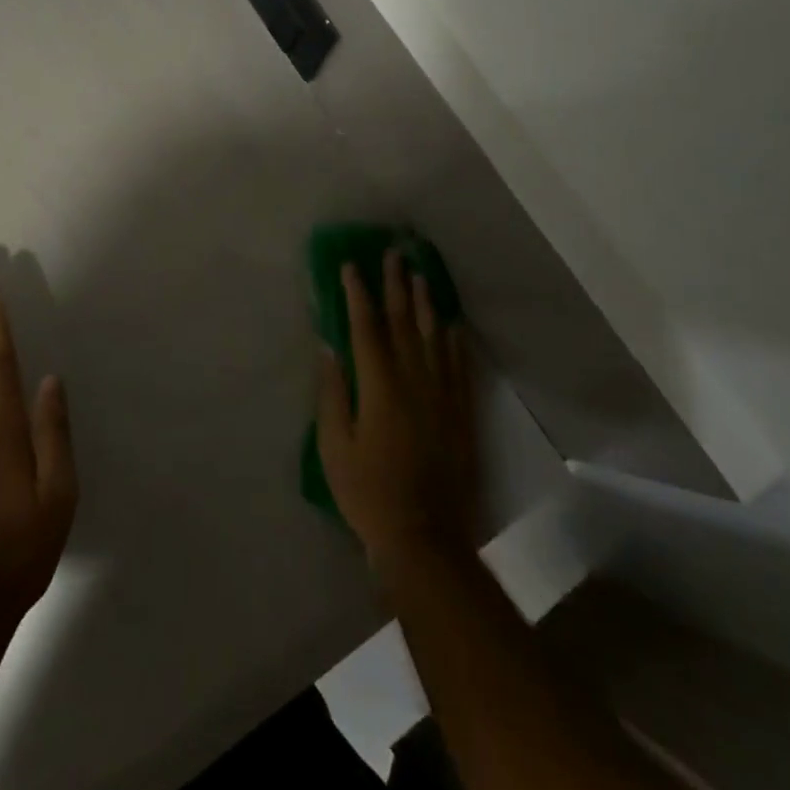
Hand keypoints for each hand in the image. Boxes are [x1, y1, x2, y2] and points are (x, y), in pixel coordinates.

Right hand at [316, 249, 477, 577]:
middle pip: (403, 321)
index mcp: (379, 385)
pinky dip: (454, 340)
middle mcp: (413, 379)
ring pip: (434, 336)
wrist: (425, 536)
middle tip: (392, 253)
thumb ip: (332, 392)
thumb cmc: (368, 492)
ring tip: (420, 274)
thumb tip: (329, 346)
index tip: (351, 266)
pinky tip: (451, 323)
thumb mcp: (334, 446)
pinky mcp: (461, 412)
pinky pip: (459, 365)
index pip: (366, 327)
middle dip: (395, 285)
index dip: (357, 293)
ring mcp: (442, 394)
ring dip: (425, 302)